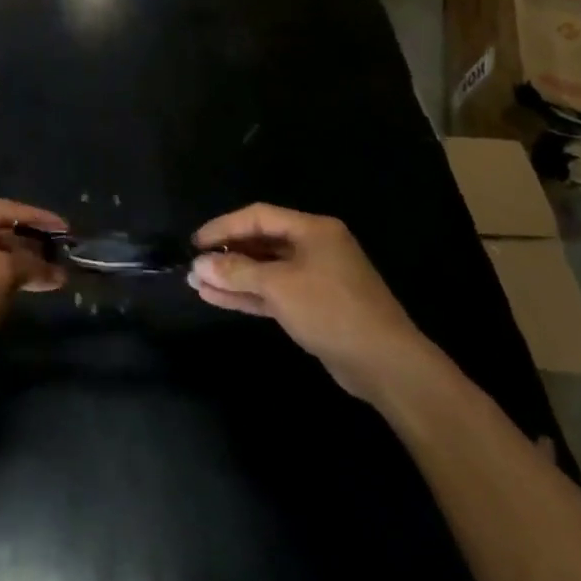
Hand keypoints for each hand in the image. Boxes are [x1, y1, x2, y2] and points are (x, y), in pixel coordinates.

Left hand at [0, 200, 67, 370]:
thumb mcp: (1, 273)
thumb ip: (31, 264)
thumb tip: (56, 272)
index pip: (1, 210)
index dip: (37, 217)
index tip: (64, 229)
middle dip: (30, 245)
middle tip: (60, 256)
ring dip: (21, 268)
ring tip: (52, 278)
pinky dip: (5, 284)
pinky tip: (26, 292)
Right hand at [188, 204, 433, 402]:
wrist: (385, 364)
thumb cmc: (332, 310)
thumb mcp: (280, 286)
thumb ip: (237, 271)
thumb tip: (199, 264)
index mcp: (313, 230)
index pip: (258, 217)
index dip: (224, 226)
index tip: (195, 242)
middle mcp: (314, 247)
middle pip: (261, 242)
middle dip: (227, 254)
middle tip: (194, 266)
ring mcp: (315, 278)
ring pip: (265, 271)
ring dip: (233, 277)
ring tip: (198, 283)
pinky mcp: (314, 307)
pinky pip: (273, 293)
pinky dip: (248, 294)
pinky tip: (217, 298)